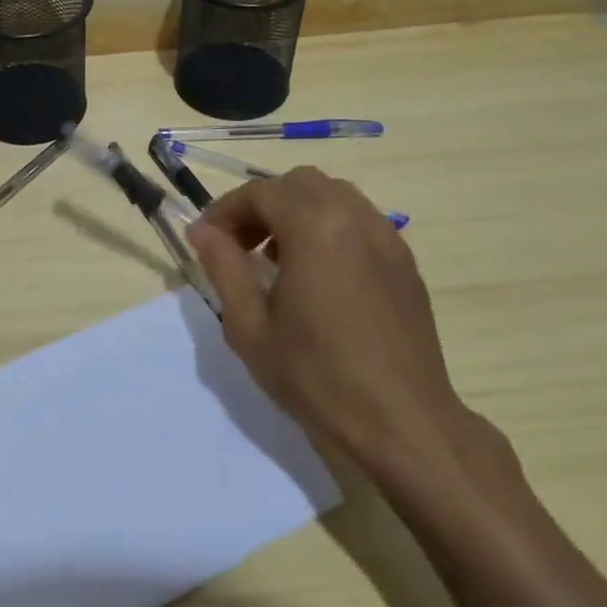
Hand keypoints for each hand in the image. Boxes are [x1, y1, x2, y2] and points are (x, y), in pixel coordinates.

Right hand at [188, 167, 477, 481]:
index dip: (225, 210)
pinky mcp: (404, 263)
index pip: (260, 192)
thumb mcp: (250, 326)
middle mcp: (355, 218)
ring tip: (277, 258)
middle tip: (240, 245)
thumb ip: (223, 267)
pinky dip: (329, 228)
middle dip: (262, 205)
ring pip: (333, 196)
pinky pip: (359, 221)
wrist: (401, 422)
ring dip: (297, 212)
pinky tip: (318, 275)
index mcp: (315, 227)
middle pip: (299, 183)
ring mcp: (387, 238)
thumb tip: (202, 231)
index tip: (205, 240)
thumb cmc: (316, 375)